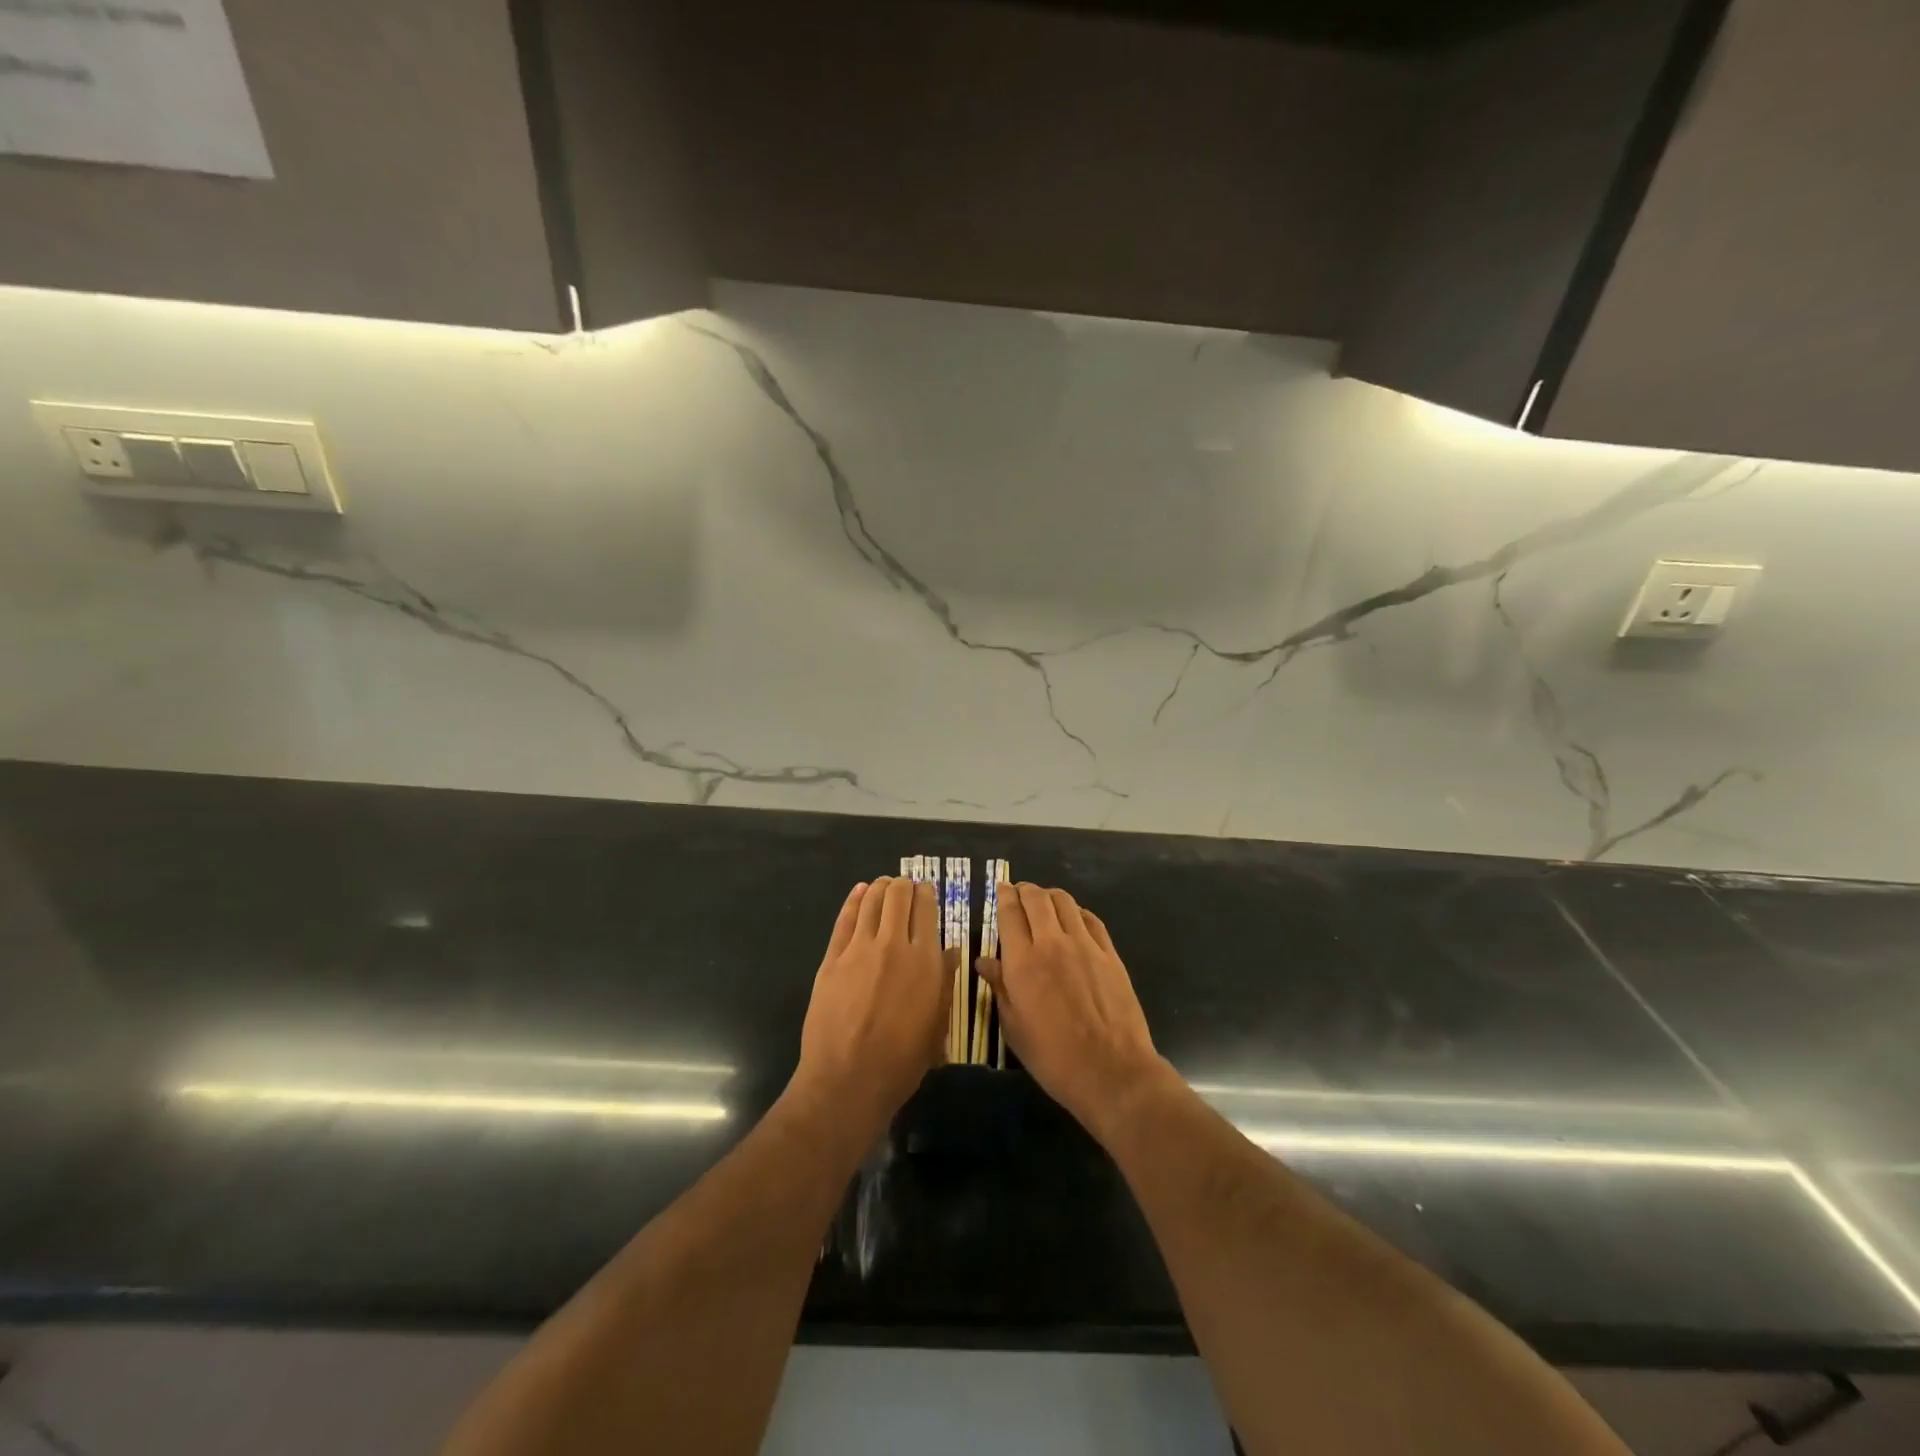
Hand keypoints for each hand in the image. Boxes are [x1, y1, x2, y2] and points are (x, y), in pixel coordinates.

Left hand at [793, 878, 951, 1133]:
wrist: (848, 1079)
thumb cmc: (902, 1060)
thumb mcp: (936, 1024)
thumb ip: (944, 982)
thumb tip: (952, 952)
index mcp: (925, 960)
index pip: (927, 909)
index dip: (927, 894)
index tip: (926, 891)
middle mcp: (894, 945)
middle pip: (898, 896)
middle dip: (904, 886)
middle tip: (905, 888)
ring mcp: (859, 949)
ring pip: (871, 901)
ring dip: (880, 888)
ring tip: (883, 885)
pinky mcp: (832, 958)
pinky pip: (844, 919)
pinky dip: (853, 900)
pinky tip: (859, 892)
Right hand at [977, 883, 1170, 1138]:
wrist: (1111, 1071)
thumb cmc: (1053, 1057)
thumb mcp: (1014, 1028)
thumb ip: (999, 987)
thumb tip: (984, 962)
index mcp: (1022, 962)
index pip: (1010, 912)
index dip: (1003, 895)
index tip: (1000, 889)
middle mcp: (1052, 943)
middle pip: (1037, 898)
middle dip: (1024, 890)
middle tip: (1019, 894)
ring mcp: (1085, 945)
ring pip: (1065, 901)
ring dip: (1050, 896)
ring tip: (1044, 903)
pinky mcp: (1110, 954)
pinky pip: (1091, 919)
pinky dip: (1077, 912)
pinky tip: (1073, 919)